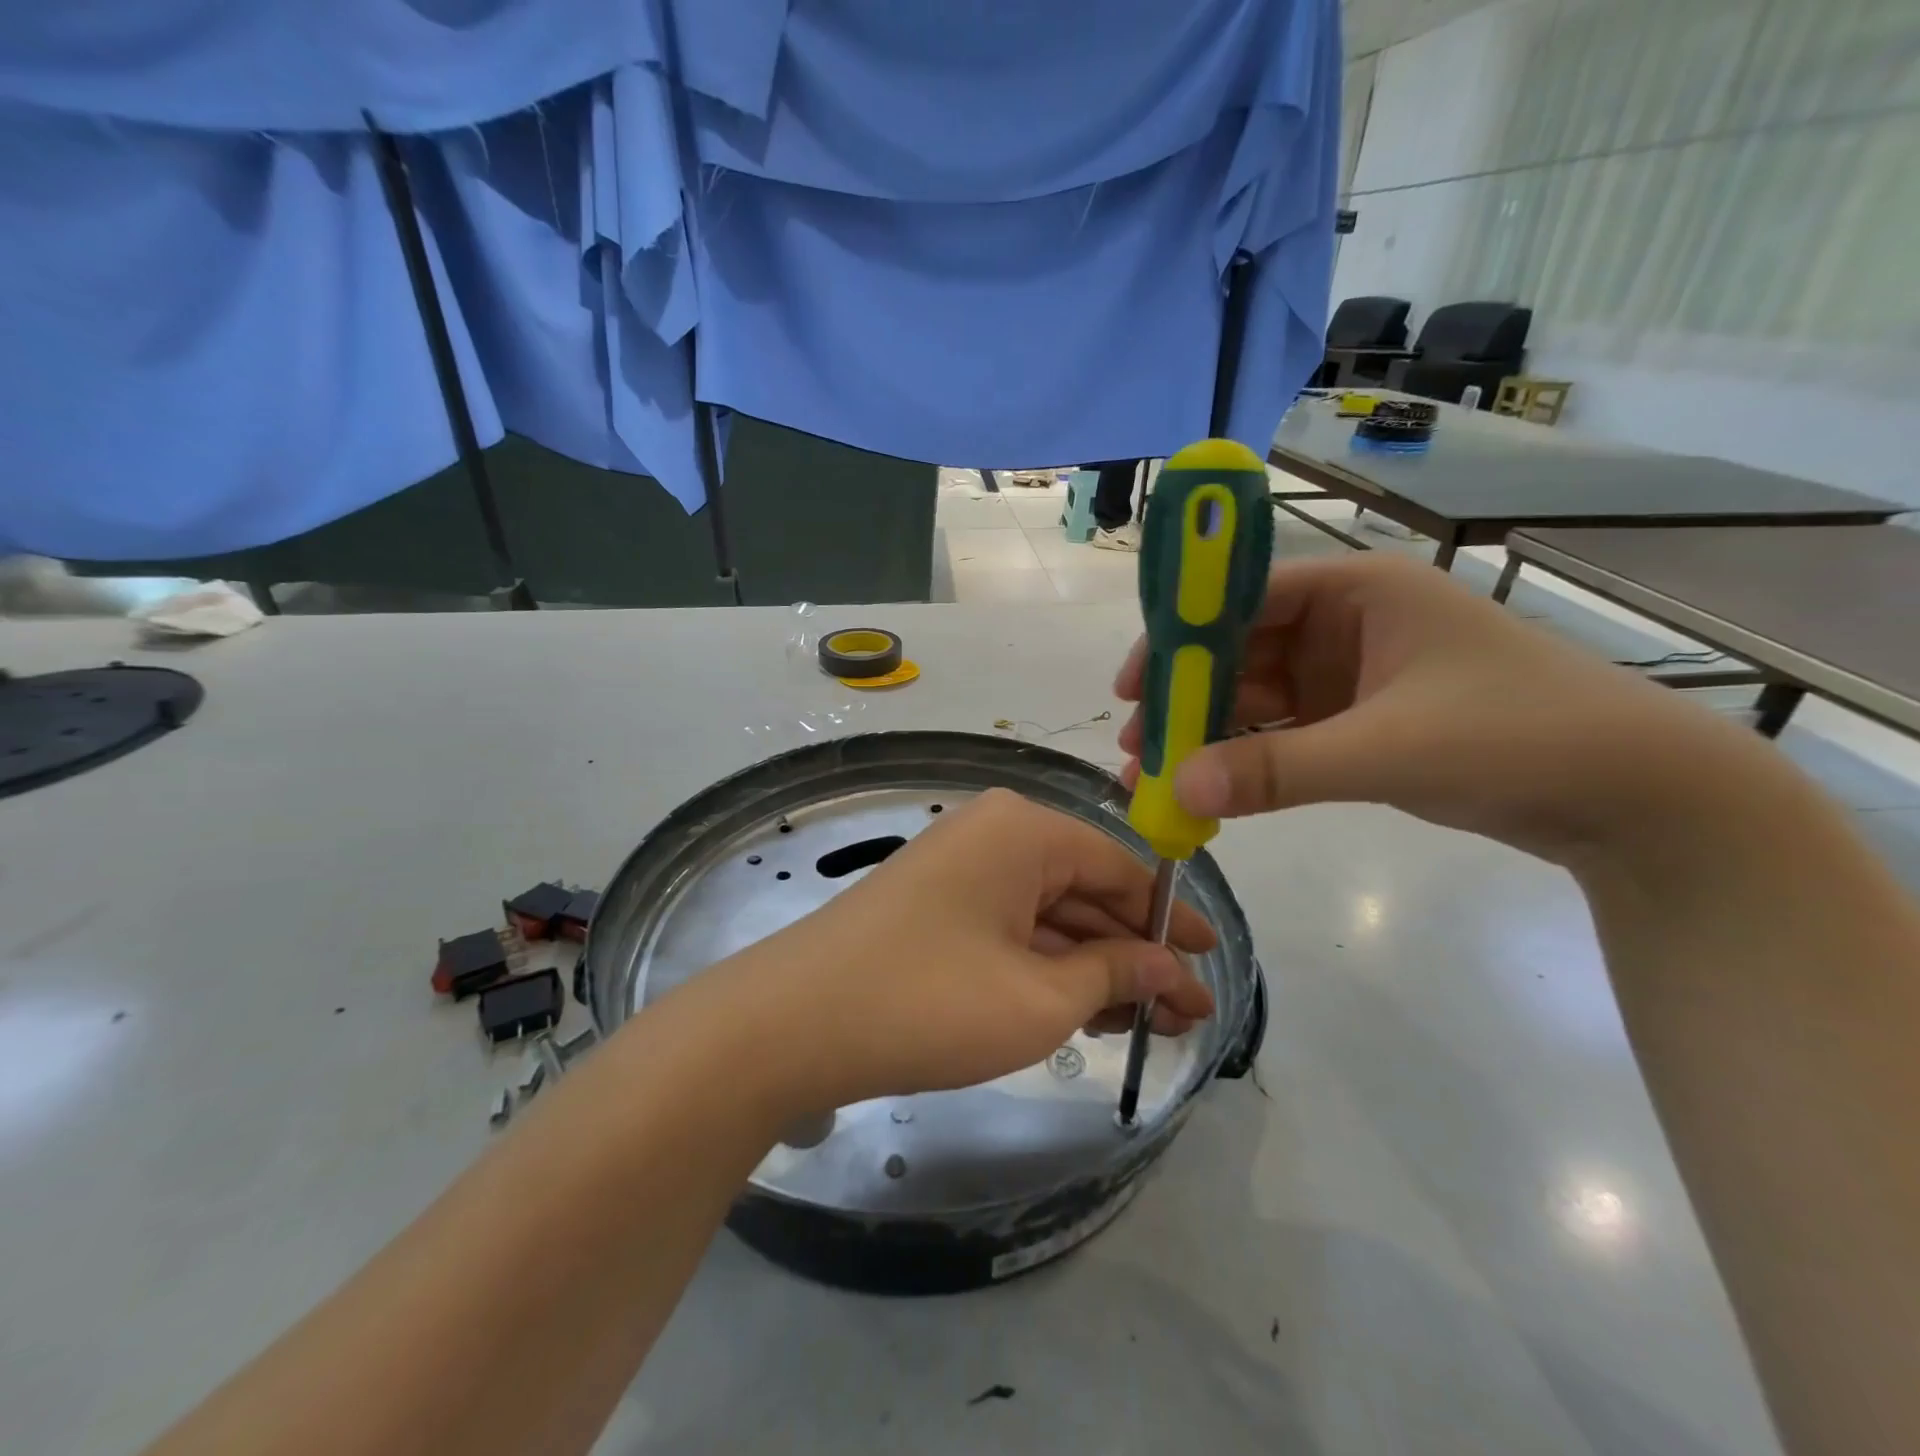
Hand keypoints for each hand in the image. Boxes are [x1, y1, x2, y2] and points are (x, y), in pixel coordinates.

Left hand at [709, 789, 1216, 1112]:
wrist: (792, 1023)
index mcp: (1025, 829)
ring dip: (1096, 967)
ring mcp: (961, 869)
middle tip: (1186, 1015)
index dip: (1171, 919)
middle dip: (1136, 954)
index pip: (1122, 867)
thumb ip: (1114, 974)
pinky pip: (1012, 928)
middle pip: (1087, 891)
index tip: (1212, 965)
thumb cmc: (930, 1000)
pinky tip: (1085, 1011)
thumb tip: (1170, 968)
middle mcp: (994, 834)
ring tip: (1148, 1024)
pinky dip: (1049, 967)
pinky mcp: (936, 906)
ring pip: (1049, 915)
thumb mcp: (1040, 998)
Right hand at [1114, 553, 1745, 865]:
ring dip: (1208, 731)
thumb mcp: (1387, 749)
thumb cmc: (1518, 736)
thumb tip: (1177, 790)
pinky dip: (1246, 758)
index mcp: (1357, 591)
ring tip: (1156, 773)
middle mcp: (1346, 624)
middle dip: (1185, 696)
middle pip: (1239, 650)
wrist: (1636, 797)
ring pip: (1256, 696)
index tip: (1130, 685)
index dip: (1178, 636)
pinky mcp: (1359, 722)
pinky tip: (1210, 787)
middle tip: (1136, 744)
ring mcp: (1351, 675)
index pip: (1241, 597)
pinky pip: (1283, 732)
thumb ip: (1276, 769)